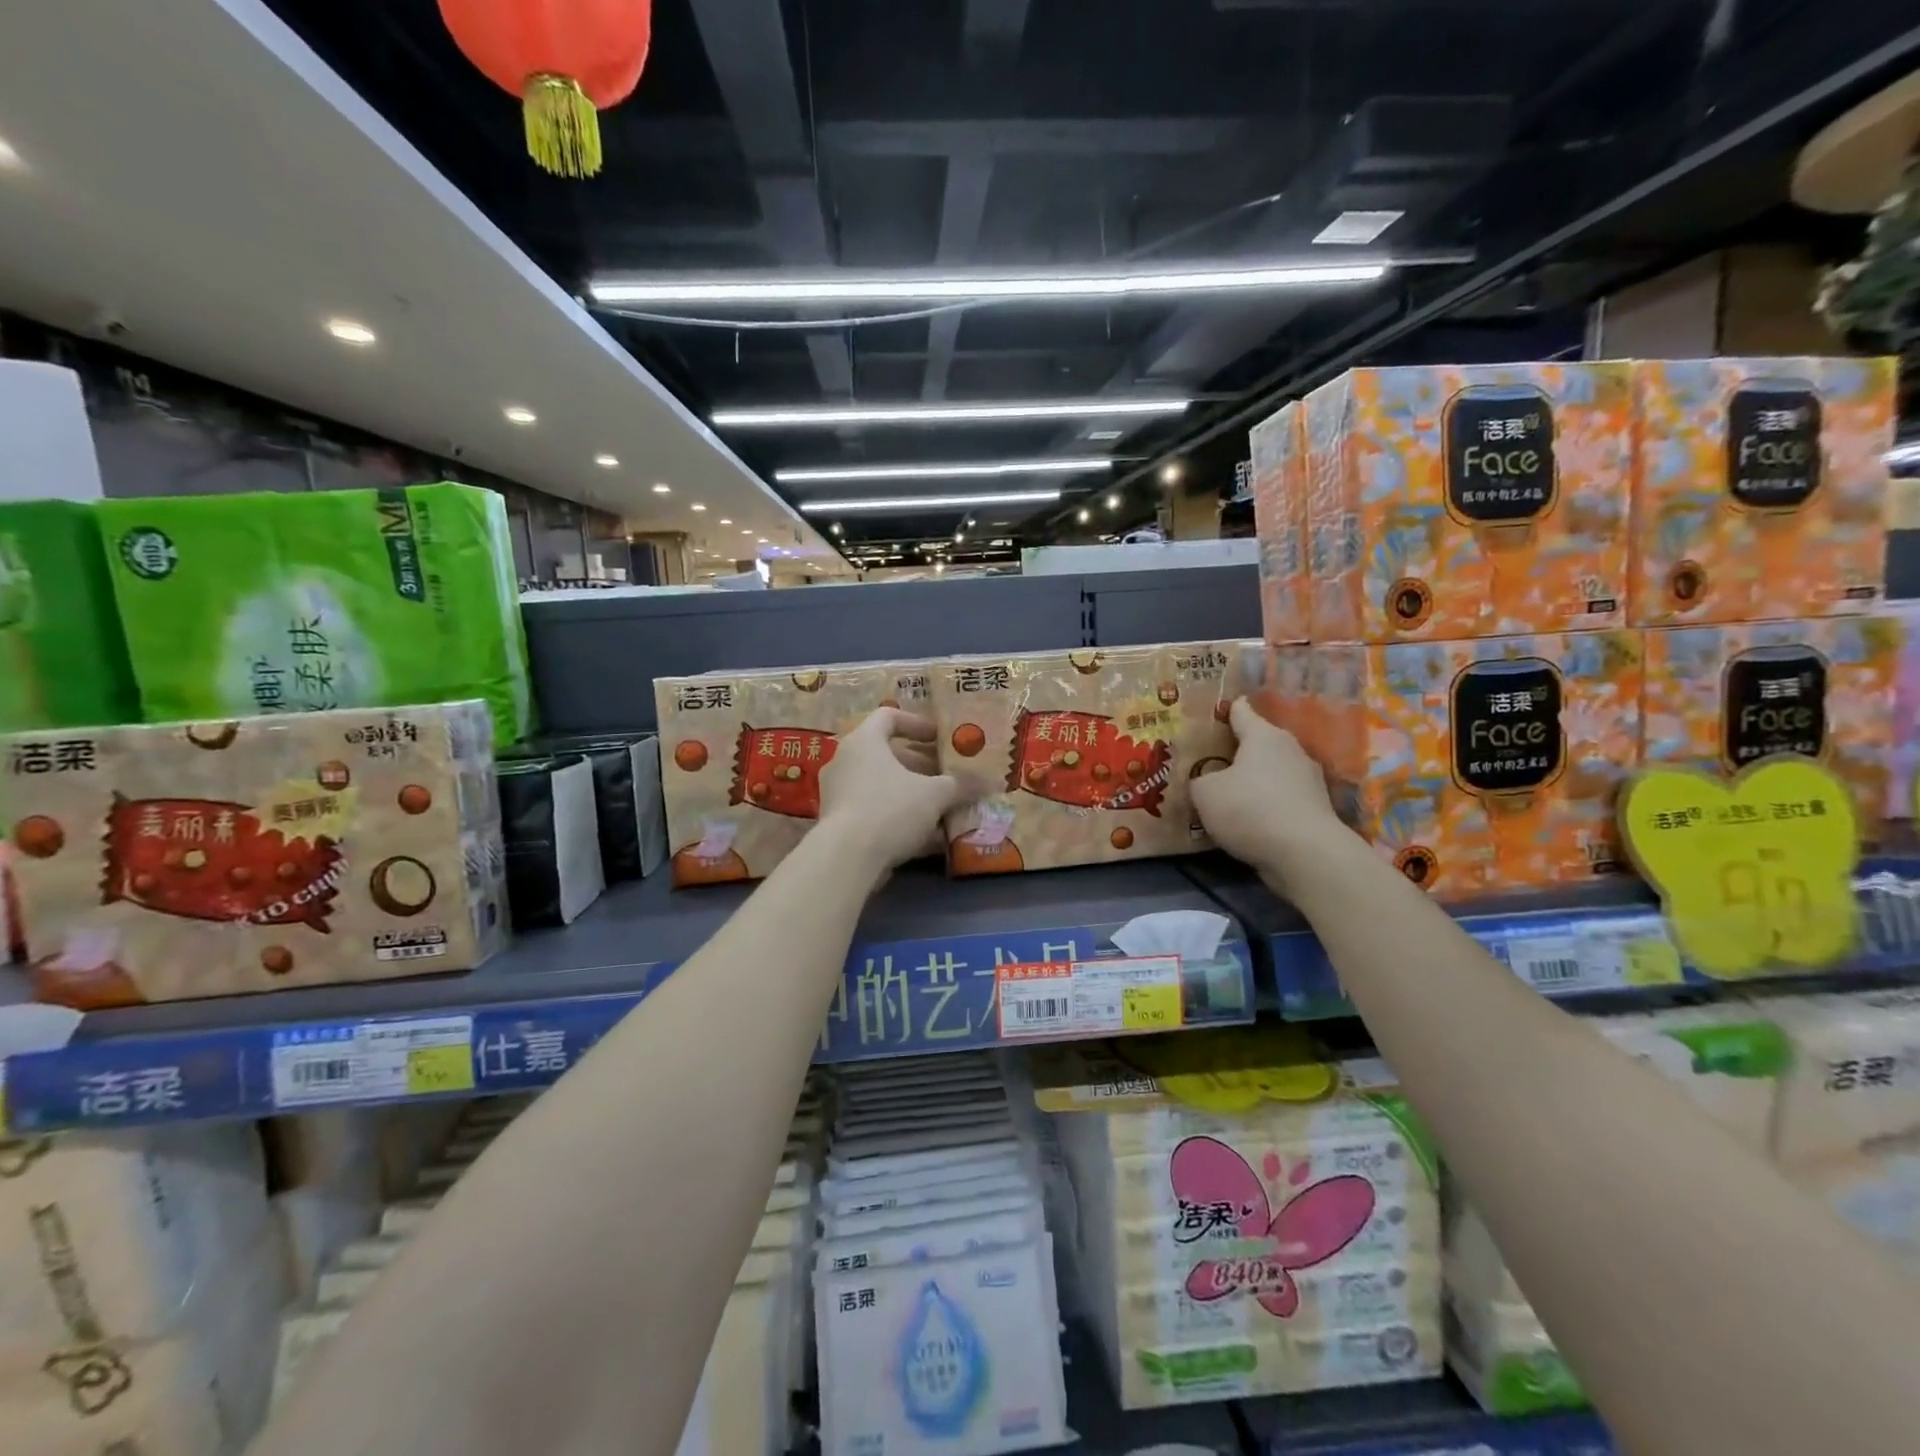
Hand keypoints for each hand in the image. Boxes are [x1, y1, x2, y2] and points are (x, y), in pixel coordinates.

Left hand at [818, 708, 959, 877]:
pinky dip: (900, 818)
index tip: (941, 738)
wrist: (846, 859)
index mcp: (864, 741)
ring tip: (944, 807)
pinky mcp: (840, 824)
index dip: (917, 723)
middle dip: (922, 765)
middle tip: (949, 776)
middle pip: (888, 754)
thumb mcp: (934, 795)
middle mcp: (846, 762)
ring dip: (913, 794)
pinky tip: (929, 837)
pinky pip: (876, 812)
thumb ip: (962, 785)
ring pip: (883, 786)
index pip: (889, 716)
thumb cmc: (890, 809)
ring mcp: (840, 794)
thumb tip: (993, 781)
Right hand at [1191, 699, 1352, 887]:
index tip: (1212, 711)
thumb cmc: (1249, 808)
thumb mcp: (1205, 793)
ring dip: (1253, 780)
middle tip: (1210, 759)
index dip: (1224, 710)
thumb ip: (1199, 780)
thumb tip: (1205, 781)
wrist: (1305, 853)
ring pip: (1272, 772)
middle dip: (1236, 750)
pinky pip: (1282, 799)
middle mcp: (1290, 750)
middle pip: (1258, 743)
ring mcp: (1309, 780)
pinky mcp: (1316, 809)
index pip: (1241, 712)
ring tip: (1228, 794)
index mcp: (1263, 735)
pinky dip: (1267, 805)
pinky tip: (1250, 820)